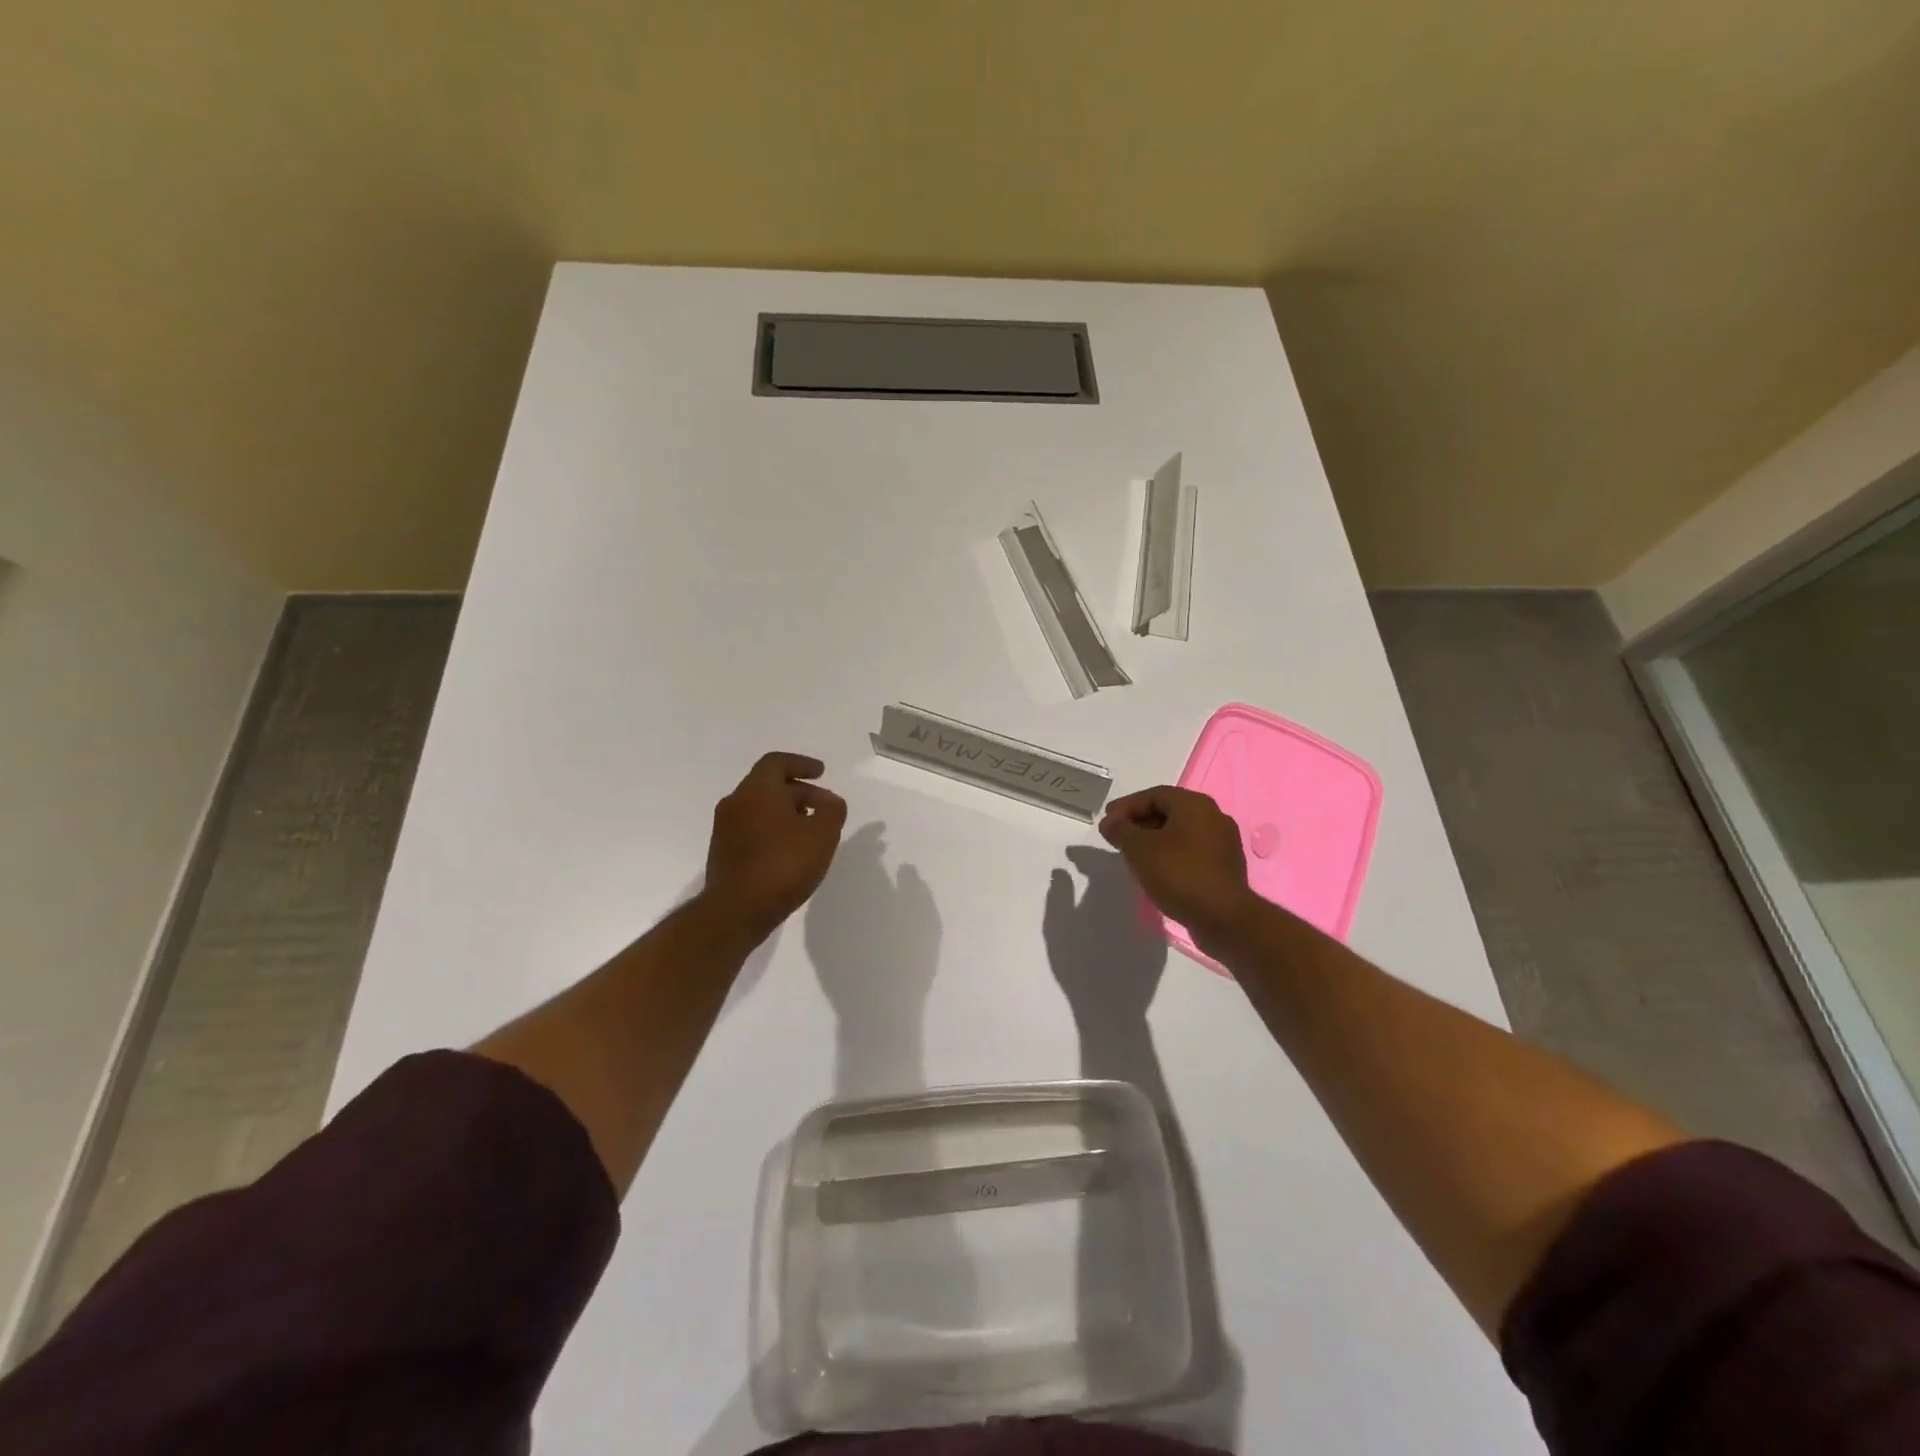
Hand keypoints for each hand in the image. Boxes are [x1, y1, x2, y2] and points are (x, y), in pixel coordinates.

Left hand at [703, 753, 847, 940]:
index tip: (822, 773)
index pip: (777, 762)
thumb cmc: (783, 864)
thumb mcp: (822, 835)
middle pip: (770, 786)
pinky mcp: (723, 852)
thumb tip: (831, 802)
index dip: (802, 764)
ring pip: (760, 808)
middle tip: (825, 808)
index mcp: (757, 790)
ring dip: (786, 813)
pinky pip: (752, 829)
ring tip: (810, 830)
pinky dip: (773, 830)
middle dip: (800, 792)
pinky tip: (790, 851)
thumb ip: (832, 811)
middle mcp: (736, 802)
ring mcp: (725, 828)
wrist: (736, 911)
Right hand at [1098, 786, 1260, 949]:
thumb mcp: (1139, 849)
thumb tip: (1110, 822)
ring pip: (1180, 833)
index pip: (1154, 795)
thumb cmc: (1179, 874)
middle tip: (1118, 838)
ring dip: (1154, 840)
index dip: (1126, 807)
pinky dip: (1171, 855)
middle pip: (1169, 811)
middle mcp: (1214, 816)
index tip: (1107, 823)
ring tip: (1133, 856)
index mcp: (1195, 805)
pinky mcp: (1226, 867)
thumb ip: (1120, 830)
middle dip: (1139, 823)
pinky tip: (1157, 871)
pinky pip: (1192, 852)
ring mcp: (1223, 843)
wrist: (1223, 918)